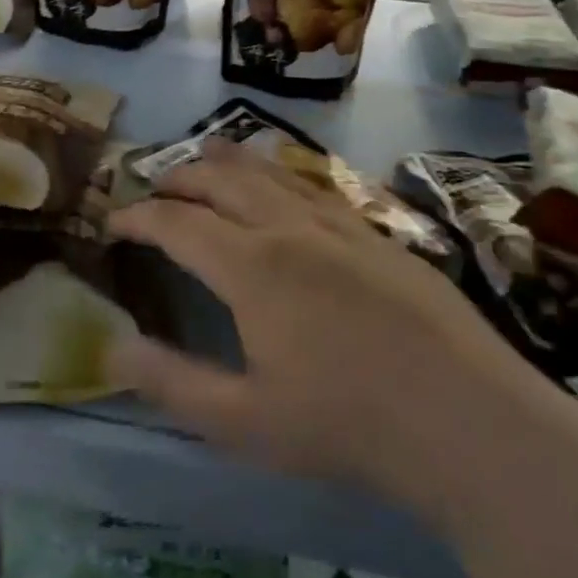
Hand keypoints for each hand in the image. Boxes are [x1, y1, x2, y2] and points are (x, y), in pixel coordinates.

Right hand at [106, 138, 503, 499]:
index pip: (176, 222)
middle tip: (154, 186)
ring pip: (270, 171)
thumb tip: (110, 346)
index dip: (137, 216)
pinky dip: (278, 174)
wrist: (466, 417)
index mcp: (251, 265)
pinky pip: (312, 184)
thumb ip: (171, 382)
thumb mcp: (243, 421)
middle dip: (179, 176)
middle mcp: (288, 227)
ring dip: (228, 160)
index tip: (113, 221)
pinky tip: (283, 185)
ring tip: (205, 153)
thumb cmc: (347, 424)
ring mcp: (338, 223)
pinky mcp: (376, 232)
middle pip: (221, 180)